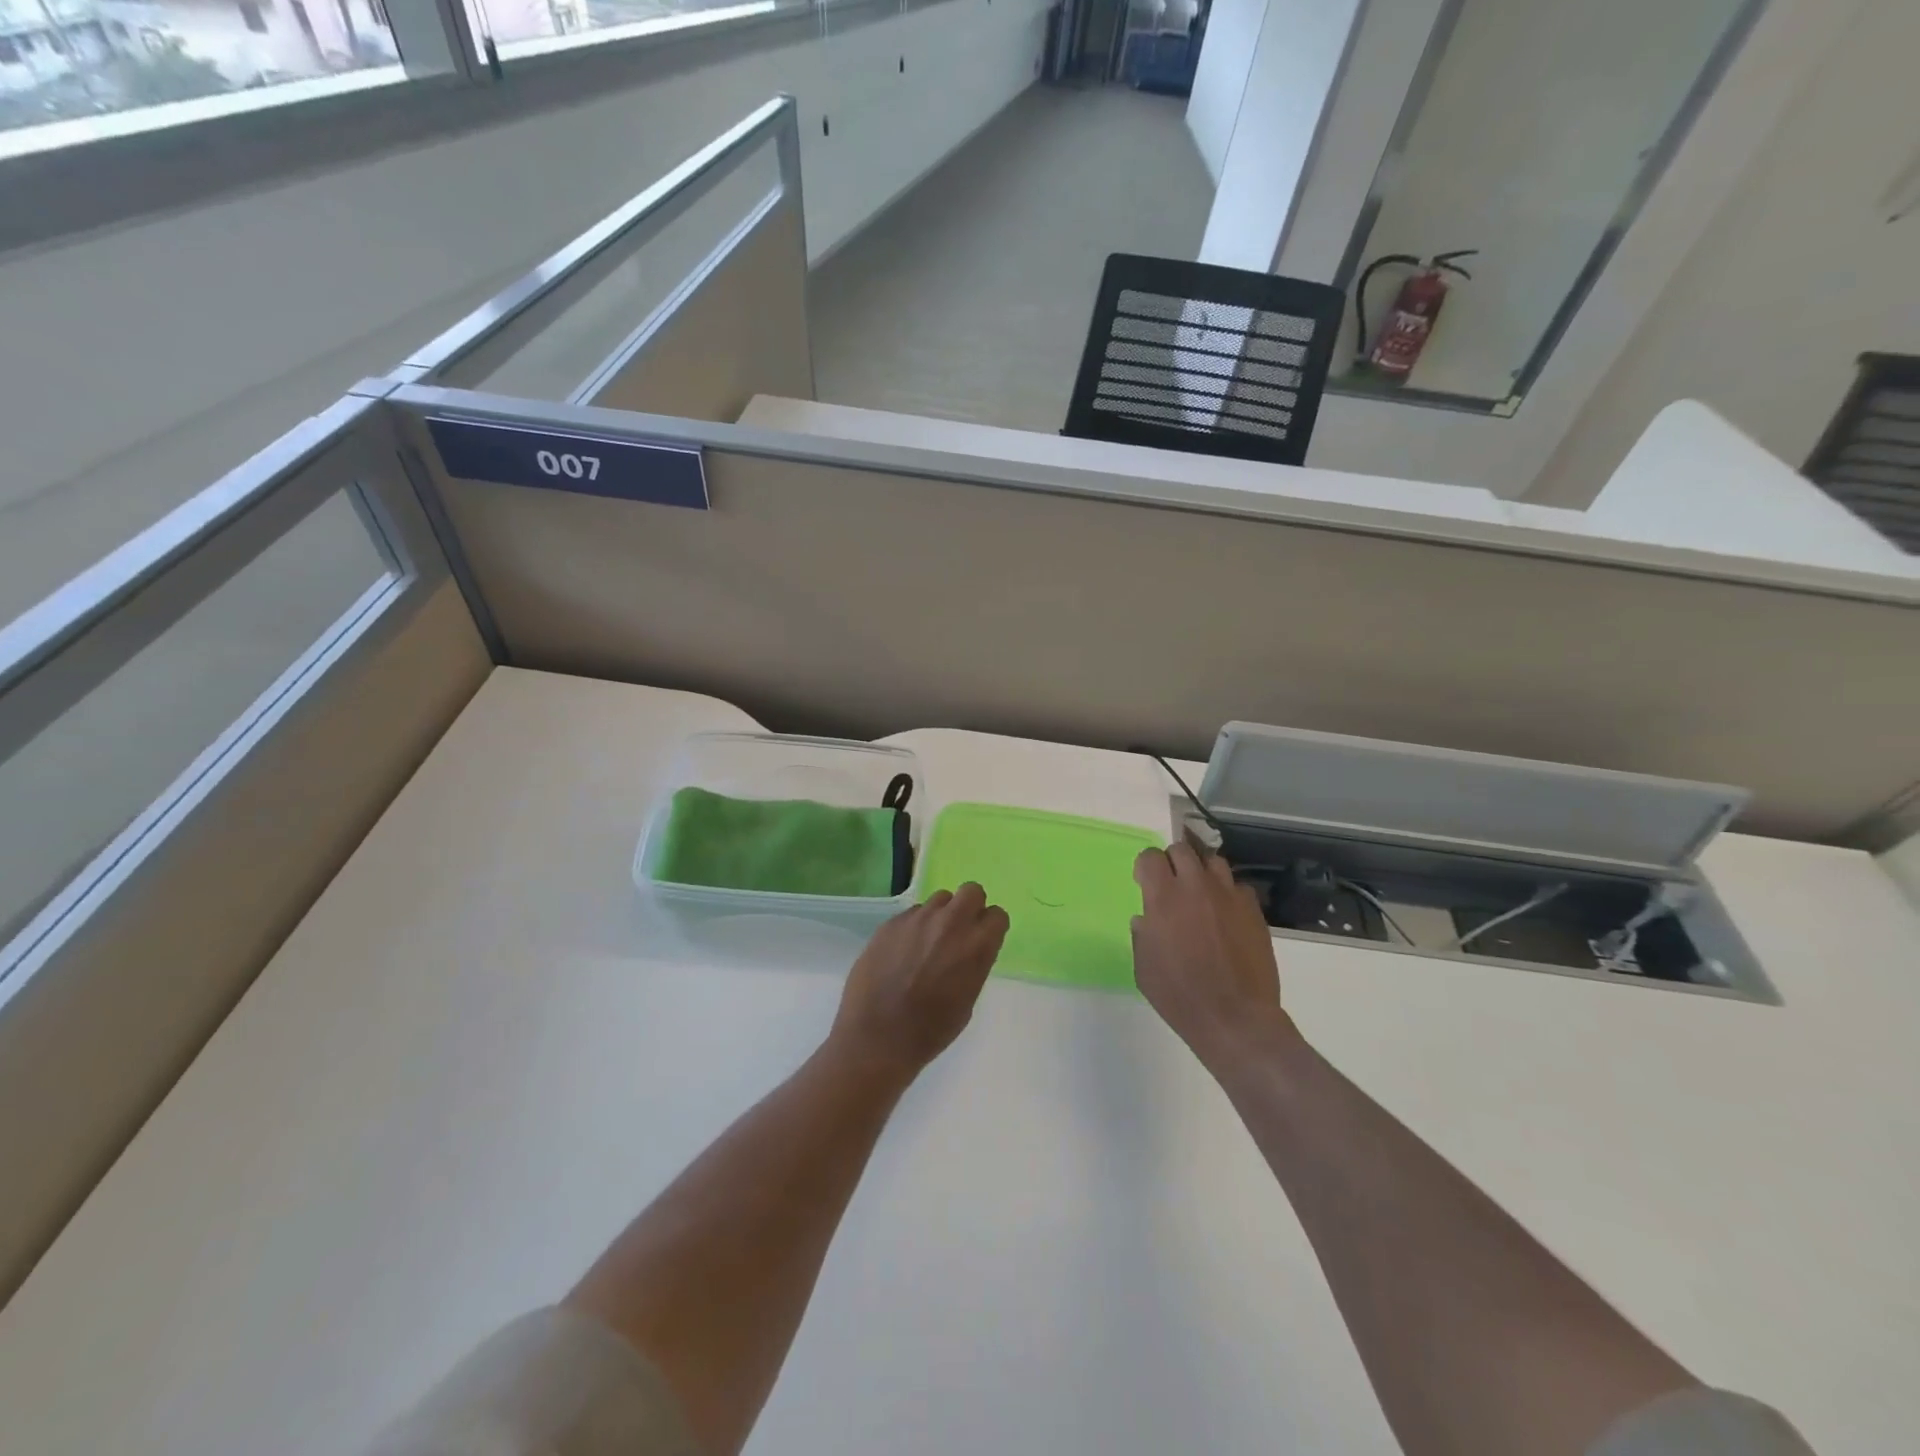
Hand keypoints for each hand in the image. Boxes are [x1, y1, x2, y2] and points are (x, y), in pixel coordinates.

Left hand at [829, 884, 1009, 1082]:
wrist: (878, 1036)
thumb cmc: (930, 1030)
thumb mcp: (967, 999)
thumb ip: (973, 964)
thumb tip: (968, 949)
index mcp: (976, 945)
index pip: (997, 914)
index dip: (990, 927)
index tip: (982, 939)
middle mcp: (950, 923)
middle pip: (971, 891)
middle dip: (970, 907)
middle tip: (958, 932)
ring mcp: (918, 919)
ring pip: (939, 899)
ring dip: (940, 915)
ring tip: (927, 943)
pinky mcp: (891, 922)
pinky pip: (911, 914)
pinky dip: (913, 927)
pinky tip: (901, 953)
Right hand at [1132, 843, 1288, 1068]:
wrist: (1235, 1018)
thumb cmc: (1179, 996)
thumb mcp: (1144, 968)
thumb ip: (1142, 935)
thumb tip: (1146, 919)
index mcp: (1163, 898)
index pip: (1150, 857)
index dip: (1145, 866)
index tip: (1144, 882)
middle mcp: (1196, 887)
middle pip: (1182, 849)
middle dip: (1172, 862)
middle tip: (1171, 885)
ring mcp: (1229, 896)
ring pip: (1213, 861)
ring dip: (1201, 872)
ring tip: (1200, 894)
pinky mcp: (1254, 911)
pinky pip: (1238, 887)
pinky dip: (1228, 894)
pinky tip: (1225, 915)